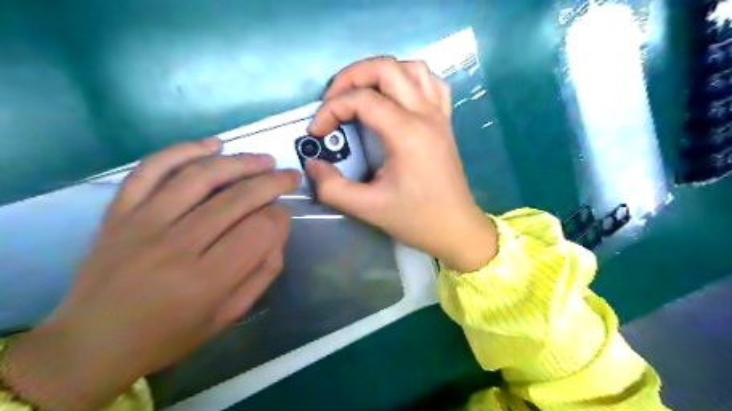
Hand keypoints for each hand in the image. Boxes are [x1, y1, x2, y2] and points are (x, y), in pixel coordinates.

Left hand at [2, 138, 299, 410]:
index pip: (259, 230)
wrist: (92, 343)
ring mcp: (142, 224)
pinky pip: (151, 170)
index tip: (284, 215)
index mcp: (206, 280)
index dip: (280, 217)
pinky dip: (183, 151)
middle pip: (237, 198)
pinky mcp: (119, 212)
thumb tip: (278, 227)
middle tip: (289, 176)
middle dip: (272, 182)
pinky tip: (212, 145)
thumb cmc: (170, 334)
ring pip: (200, 177)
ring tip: (263, 159)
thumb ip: (262, 271)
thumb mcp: (229, 315)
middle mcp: (176, 247)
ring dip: (240, 162)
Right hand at [306, 55, 500, 272]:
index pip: (362, 100)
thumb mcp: (367, 208)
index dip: (330, 110)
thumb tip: (313, 164)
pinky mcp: (445, 122)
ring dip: (380, 73)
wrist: (456, 228)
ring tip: (361, 94)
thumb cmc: (416, 219)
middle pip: (386, 68)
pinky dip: (409, 80)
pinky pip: (431, 83)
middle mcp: (426, 114)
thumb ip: (332, 187)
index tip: (317, 132)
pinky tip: (397, 97)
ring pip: (411, 68)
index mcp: (407, 133)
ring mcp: (439, 115)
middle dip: (351, 77)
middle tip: (332, 100)